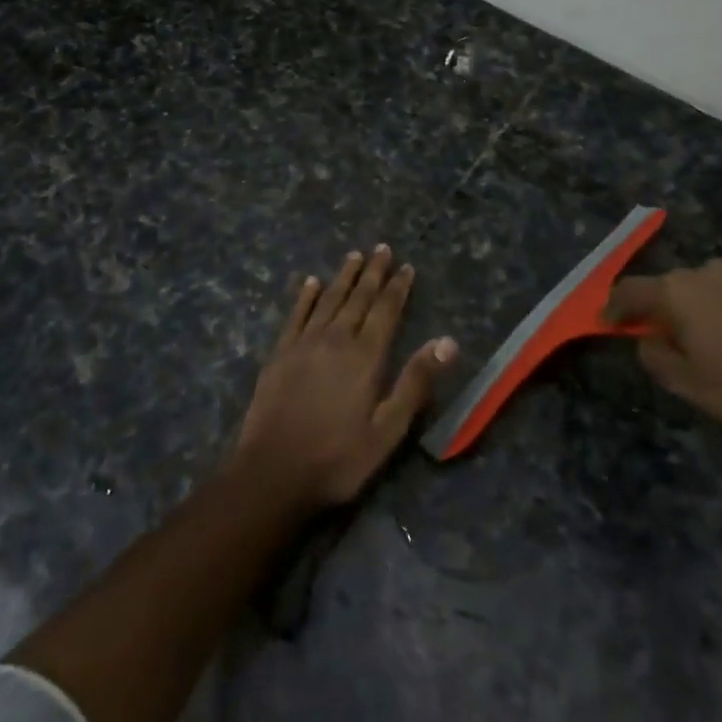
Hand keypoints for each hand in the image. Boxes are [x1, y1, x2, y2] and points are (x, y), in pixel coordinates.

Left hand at [236, 245, 456, 509]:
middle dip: (372, 272)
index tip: (406, 266)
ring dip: (343, 276)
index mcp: (366, 356)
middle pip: (358, 297)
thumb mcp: (388, 429)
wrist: (273, 474)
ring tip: (354, 255)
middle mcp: (336, 339)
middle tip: (381, 248)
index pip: (386, 311)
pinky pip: (295, 315)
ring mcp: (304, 344)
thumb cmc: (338, 458)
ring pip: (328, 299)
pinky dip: (304, 296)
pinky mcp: (279, 354)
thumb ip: (415, 382)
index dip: (398, 287)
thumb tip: (448, 341)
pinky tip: (310, 282)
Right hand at [604, 259, 721, 444]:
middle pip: (673, 286)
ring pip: (712, 288)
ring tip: (720, 342)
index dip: (614, 306)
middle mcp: (709, 273)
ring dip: (705, 308)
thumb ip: (656, 358)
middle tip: (670, 340)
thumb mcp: (690, 386)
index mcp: (678, 293)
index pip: (630, 290)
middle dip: (665, 309)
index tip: (607, 322)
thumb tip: (647, 340)